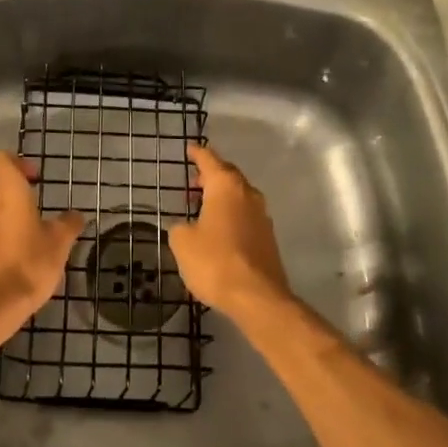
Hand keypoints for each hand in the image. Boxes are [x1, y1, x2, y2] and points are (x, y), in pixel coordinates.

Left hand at [0, 151, 85, 330]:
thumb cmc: (30, 263)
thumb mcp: (60, 242)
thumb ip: (68, 223)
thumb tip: (74, 215)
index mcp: (8, 190)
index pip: (3, 158)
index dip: (19, 163)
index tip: (36, 179)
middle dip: (14, 195)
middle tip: (35, 213)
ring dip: (3, 217)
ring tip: (23, 237)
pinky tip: (10, 257)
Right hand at [168, 144, 294, 323]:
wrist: (256, 297)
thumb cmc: (215, 261)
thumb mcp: (182, 242)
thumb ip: (180, 227)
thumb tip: (186, 226)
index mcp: (226, 186)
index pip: (209, 159)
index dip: (197, 154)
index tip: (190, 149)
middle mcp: (247, 193)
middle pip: (228, 175)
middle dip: (211, 176)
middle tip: (193, 182)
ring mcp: (261, 215)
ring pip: (239, 196)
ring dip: (222, 198)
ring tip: (202, 207)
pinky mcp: (268, 238)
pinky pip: (245, 216)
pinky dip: (231, 216)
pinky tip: (219, 231)